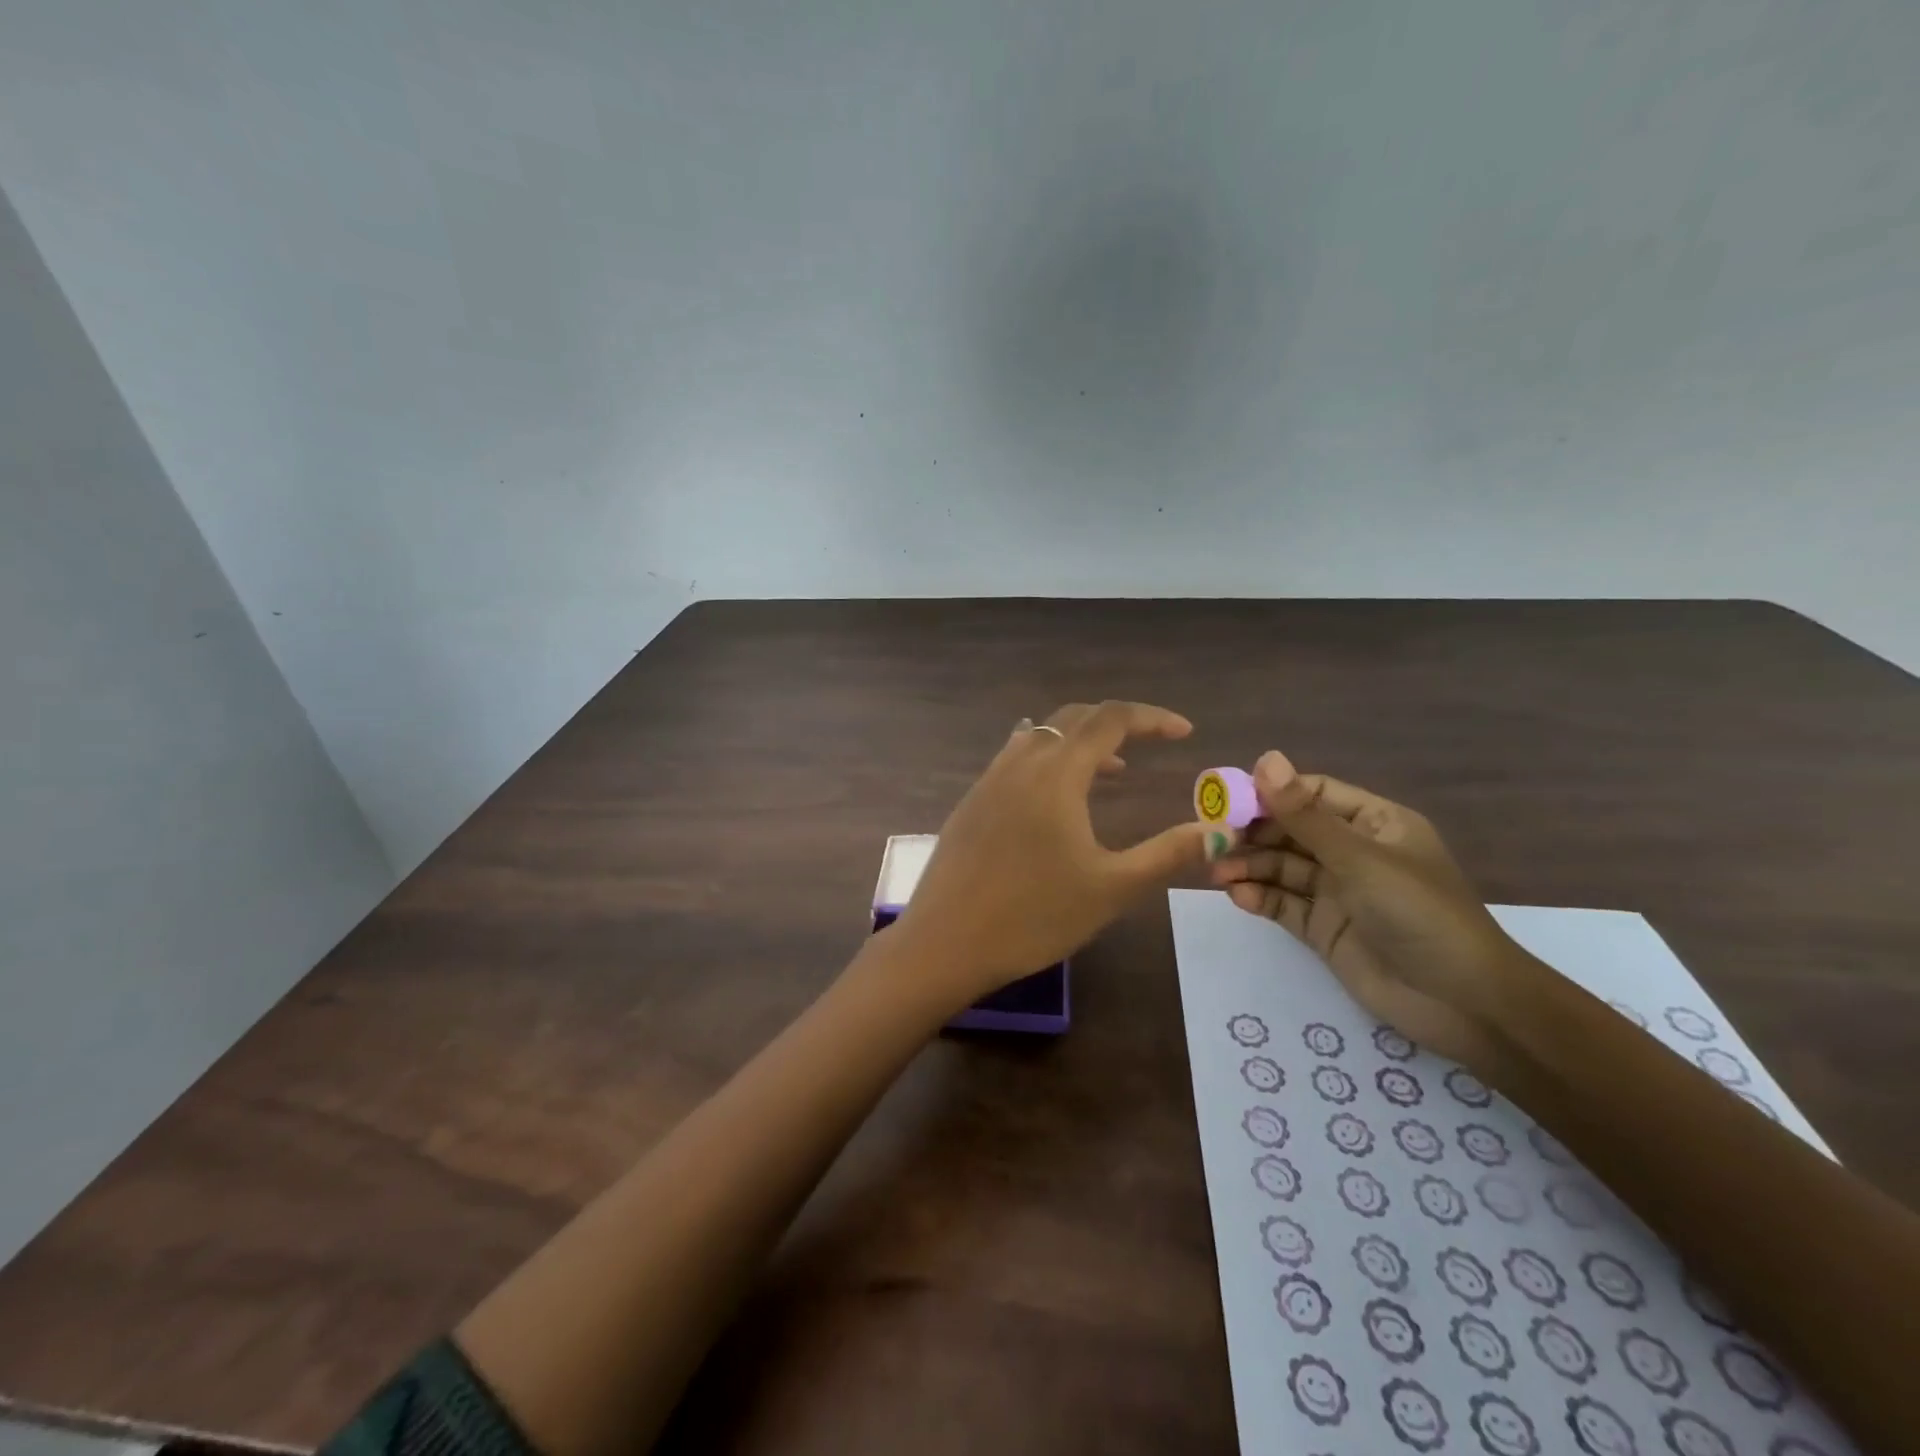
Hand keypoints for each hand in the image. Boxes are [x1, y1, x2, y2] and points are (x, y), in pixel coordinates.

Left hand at [895, 702, 1209, 1010]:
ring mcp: (989, 780)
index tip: (1185, 732)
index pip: (1110, 718)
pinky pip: (1016, 758)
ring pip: (1041, 736)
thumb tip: (1216, 830)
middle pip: (1073, 718)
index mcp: (1056, 773)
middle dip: (1117, 723)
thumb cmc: (1033, 917)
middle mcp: (1020, 763)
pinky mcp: (971, 802)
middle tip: (1150, 743)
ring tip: (1110, 771)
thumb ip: (1167, 854)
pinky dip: (1048, 759)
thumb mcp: (1112, 889)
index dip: (1152, 718)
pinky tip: (1054, 795)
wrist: (945, 942)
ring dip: (1080, 742)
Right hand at [1208, 751, 1532, 1066]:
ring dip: (1250, 867)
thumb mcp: (1359, 858)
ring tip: (1217, 874)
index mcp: (1374, 823)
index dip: (1270, 794)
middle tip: (1211, 842)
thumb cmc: (1418, 914)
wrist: (1464, 1004)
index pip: (1312, 795)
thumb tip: (1265, 758)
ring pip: (1283, 868)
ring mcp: (1339, 892)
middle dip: (1252, 835)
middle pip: (1291, 832)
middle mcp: (1354, 853)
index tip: (1227, 801)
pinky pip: (1285, 905)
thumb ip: (1304, 814)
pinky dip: (1260, 898)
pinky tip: (1238, 897)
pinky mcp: (1326, 929)